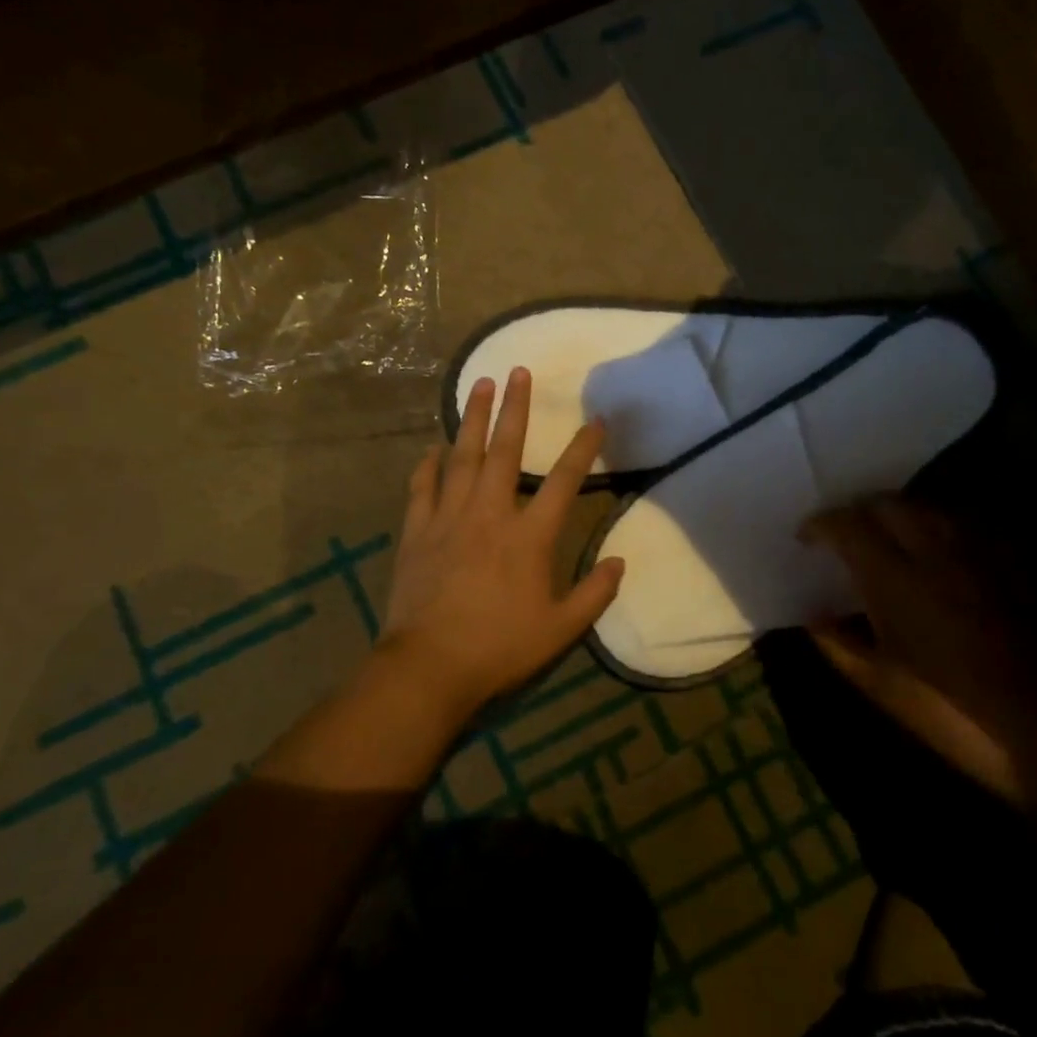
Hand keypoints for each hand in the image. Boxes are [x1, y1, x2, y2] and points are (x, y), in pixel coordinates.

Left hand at [371, 368, 624, 723]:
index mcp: (530, 535)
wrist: (429, 666)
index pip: (565, 480)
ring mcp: (449, 519)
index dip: (584, 448)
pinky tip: (434, 448)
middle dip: (514, 408)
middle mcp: (490, 514)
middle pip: (505, 451)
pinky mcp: (417, 532)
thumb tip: (619, 562)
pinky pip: (422, 487)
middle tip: (517, 370)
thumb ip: (596, 593)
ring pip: (462, 457)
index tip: (596, 420)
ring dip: (472, 419)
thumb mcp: (562, 628)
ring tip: (479, 385)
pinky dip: (428, 464)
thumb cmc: (501, 647)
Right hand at [801, 497, 1036, 809]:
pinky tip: (937, 551)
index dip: (821, 524)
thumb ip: (838, 644)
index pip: (849, 525)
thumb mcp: (881, 686)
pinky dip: (938, 527)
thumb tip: (811, 617)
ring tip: (886, 537)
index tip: (806, 537)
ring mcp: (980, 553)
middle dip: (858, 511)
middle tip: (844, 533)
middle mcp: (936, 551)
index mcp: (896, 578)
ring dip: (898, 514)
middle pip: (888, 504)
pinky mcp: (1013, 564)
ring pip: (929, 508)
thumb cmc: (951, 712)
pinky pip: (966, 525)